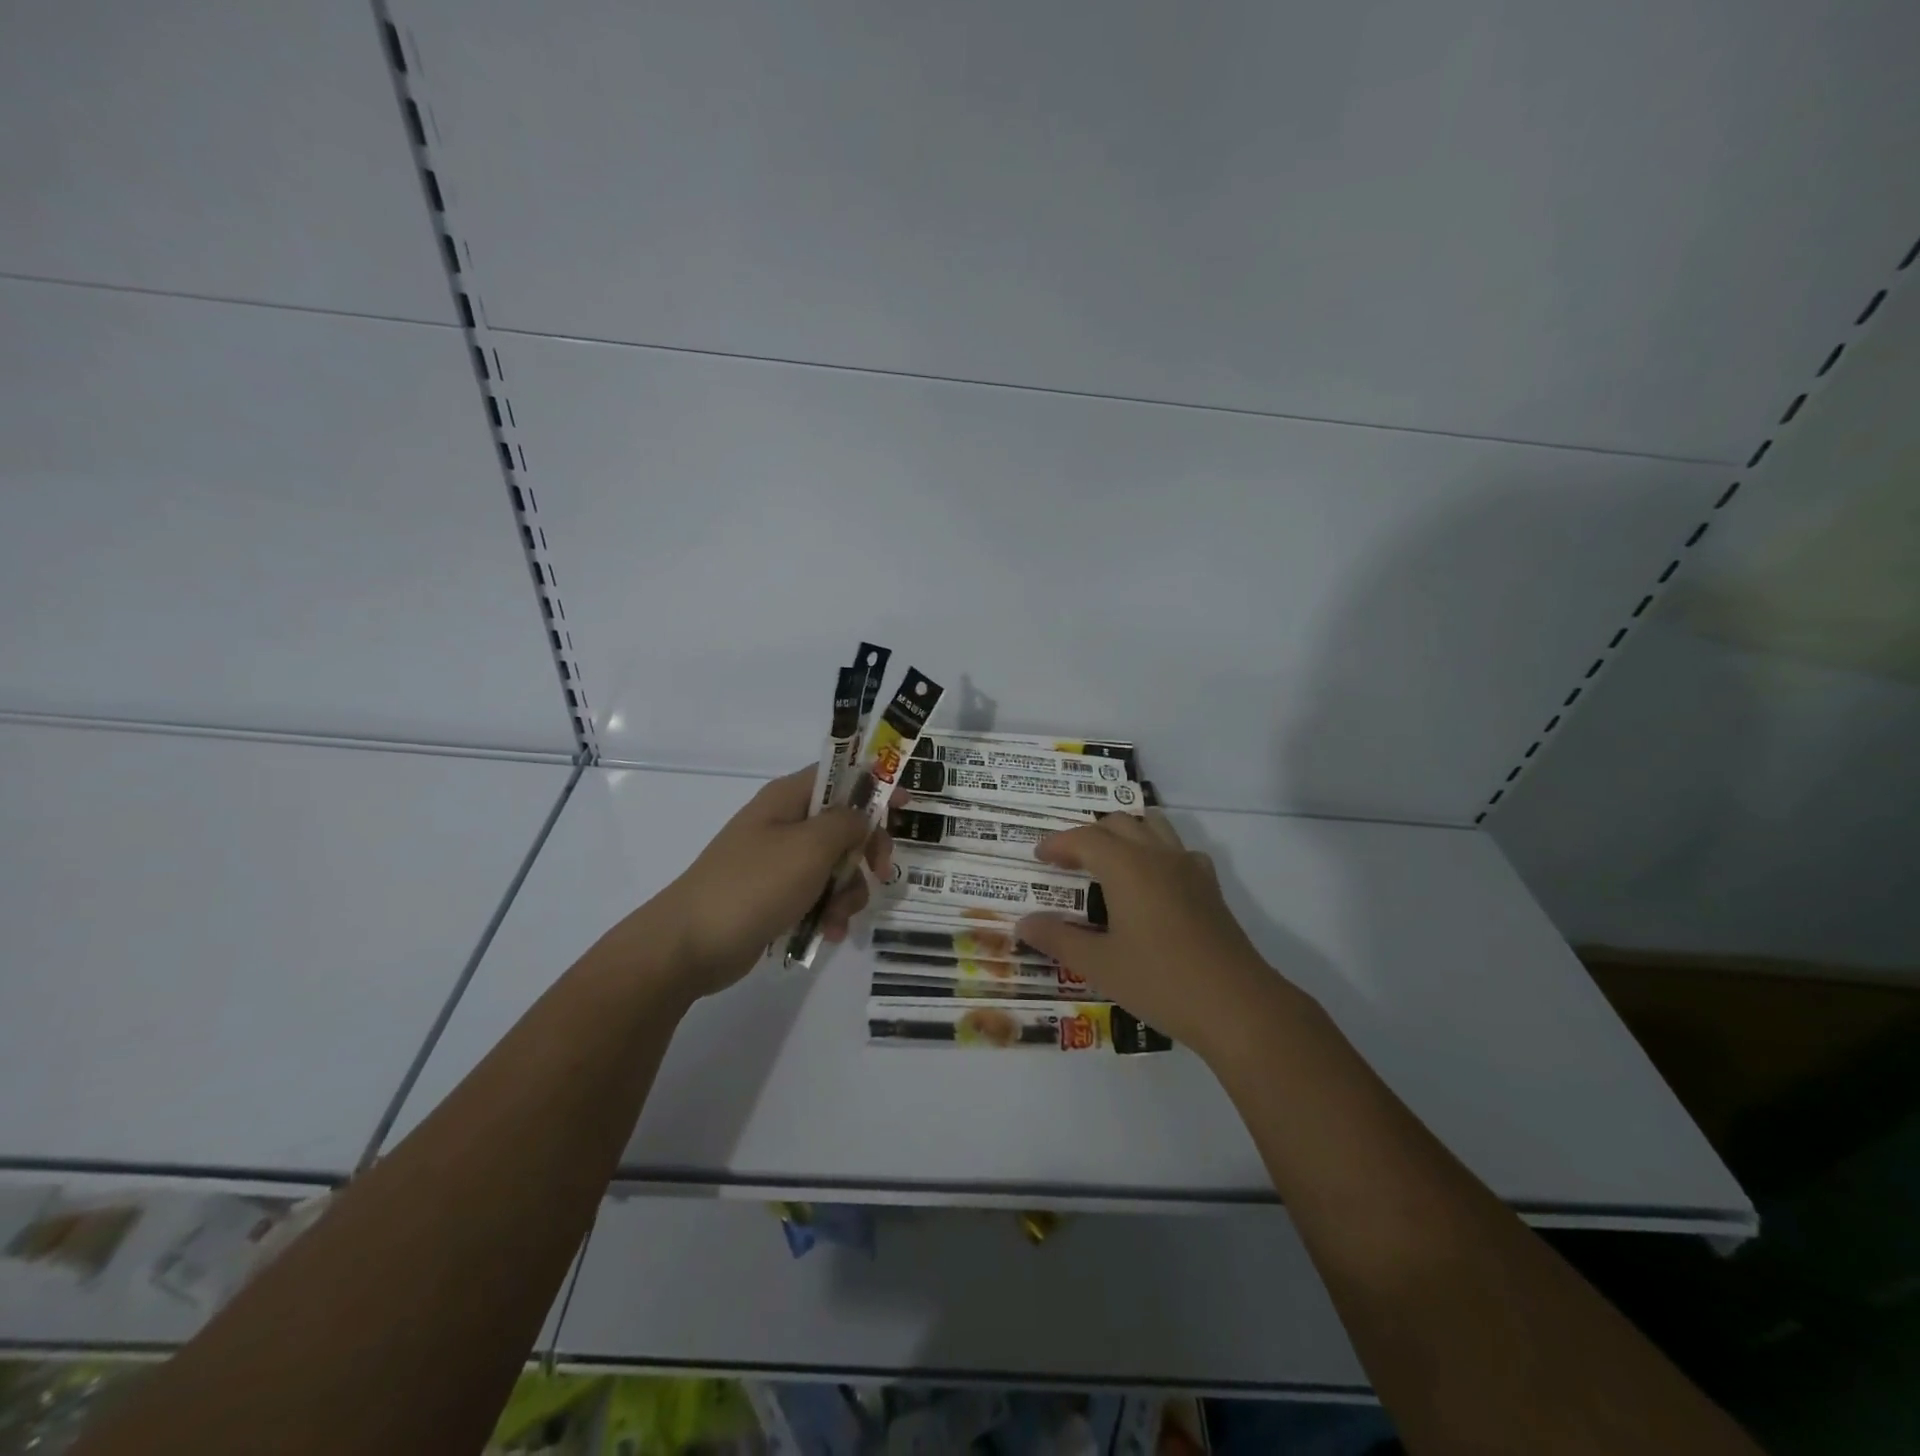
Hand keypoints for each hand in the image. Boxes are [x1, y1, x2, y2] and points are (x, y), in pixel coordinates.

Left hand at [649, 767, 890, 998]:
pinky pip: (817, 895)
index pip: (840, 776)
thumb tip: (863, 814)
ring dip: (848, 891)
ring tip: (837, 916)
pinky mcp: (776, 896)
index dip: (875, 784)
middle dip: (865, 851)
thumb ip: (847, 823)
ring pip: (836, 865)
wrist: (689, 945)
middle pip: (844, 825)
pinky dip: (828, 912)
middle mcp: (784, 825)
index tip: (906, 804)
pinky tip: (827, 933)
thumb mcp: (810, 847)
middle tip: (879, 870)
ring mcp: (779, 862)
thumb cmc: (753, 884)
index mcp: (788, 799)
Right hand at [1016, 812, 1285, 1061]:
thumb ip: (1058, 939)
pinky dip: (1157, 851)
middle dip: (1088, 835)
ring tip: (1107, 860)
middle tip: (1067, 861)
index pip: (1085, 838)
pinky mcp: (1210, 888)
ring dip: (1125, 834)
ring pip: (1153, 827)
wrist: (1237, 1005)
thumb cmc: (1160, 981)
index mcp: (1127, 867)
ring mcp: (1190, 868)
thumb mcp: (1099, 964)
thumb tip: (1023, 924)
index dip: (1058, 843)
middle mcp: (1158, 856)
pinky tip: (1152, 882)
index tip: (1038, 856)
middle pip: (1118, 823)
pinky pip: (1178, 850)